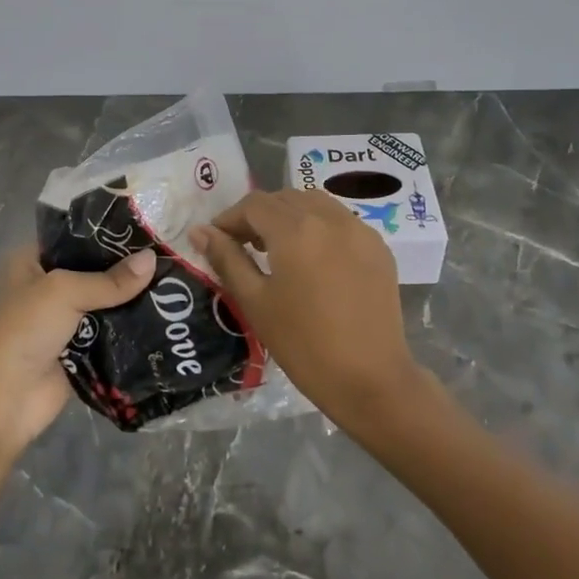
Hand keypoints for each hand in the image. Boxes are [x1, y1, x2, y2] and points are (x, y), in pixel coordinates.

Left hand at [0, 244, 156, 451]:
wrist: (6, 400)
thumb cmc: (25, 330)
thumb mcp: (65, 292)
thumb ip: (110, 279)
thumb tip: (154, 259)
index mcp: (31, 262)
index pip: (74, 238)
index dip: (107, 233)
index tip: (146, 228)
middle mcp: (46, 287)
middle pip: (93, 271)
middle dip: (125, 268)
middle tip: (168, 256)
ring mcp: (63, 321)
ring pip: (104, 303)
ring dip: (131, 299)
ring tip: (175, 284)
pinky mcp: (79, 351)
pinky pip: (110, 333)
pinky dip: (130, 329)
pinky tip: (164, 317)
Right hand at [191, 191, 427, 436]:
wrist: (370, 380)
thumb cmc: (303, 345)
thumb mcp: (255, 302)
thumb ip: (227, 259)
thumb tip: (200, 232)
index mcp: (296, 229)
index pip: (254, 205)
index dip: (230, 218)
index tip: (216, 240)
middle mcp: (330, 218)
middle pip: (285, 198)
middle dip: (259, 215)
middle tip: (243, 244)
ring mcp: (360, 230)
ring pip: (315, 202)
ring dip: (290, 215)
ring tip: (277, 248)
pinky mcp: (378, 247)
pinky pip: (341, 220)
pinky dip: (319, 226)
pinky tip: (313, 258)